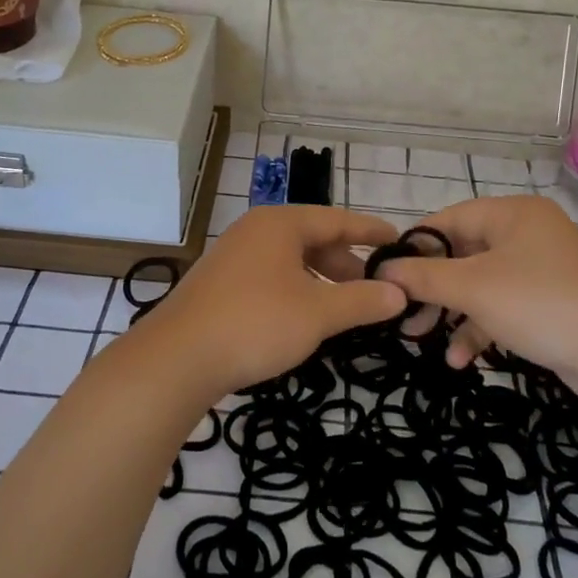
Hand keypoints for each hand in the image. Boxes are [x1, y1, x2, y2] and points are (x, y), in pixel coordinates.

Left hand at [139, 206, 406, 400]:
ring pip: (291, 260)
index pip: (337, 219)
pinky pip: (271, 276)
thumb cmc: (255, 323)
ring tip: (343, 309)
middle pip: (313, 238)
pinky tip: (304, 318)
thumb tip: (400, 293)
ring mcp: (234, 255)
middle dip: (346, 263)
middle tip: (374, 290)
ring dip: (321, 280)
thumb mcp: (318, 313)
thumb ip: (362, 301)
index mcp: (280, 224)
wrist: (177, 358)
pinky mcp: (220, 282)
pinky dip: (296, 290)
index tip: (399, 242)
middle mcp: (256, 230)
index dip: (370, 232)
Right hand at [375, 195, 577, 397]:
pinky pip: (503, 305)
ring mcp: (541, 268)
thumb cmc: (540, 305)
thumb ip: (423, 276)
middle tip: (402, 314)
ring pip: (480, 283)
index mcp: (512, 213)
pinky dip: (480, 327)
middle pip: (463, 253)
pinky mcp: (549, 301)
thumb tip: (382, 269)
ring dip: (452, 312)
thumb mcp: (473, 288)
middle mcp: (527, 233)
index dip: (415, 245)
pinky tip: (461, 360)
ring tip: (421, 339)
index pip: (449, 219)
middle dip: (432, 288)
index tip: (385, 274)